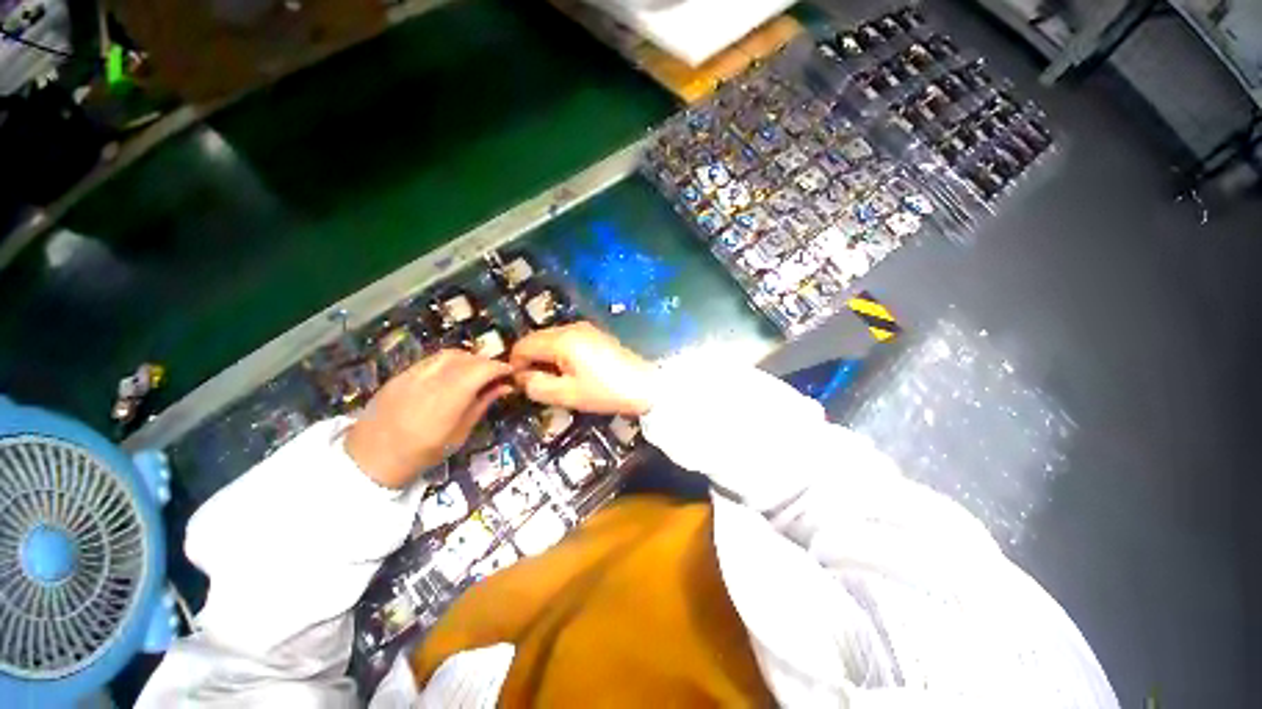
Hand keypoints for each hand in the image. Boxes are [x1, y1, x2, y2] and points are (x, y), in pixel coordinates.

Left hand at [345, 350, 512, 488]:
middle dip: (487, 362)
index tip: (511, 373)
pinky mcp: (401, 374)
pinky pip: (432, 359)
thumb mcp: (459, 434)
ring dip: (469, 359)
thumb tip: (505, 387)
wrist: (370, 458)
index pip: (482, 369)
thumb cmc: (422, 453)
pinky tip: (452, 374)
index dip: (500, 367)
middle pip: (468, 358)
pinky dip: (450, 361)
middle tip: (496, 375)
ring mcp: (413, 374)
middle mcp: (431, 379)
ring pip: (449, 354)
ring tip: (475, 373)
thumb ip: (482, 405)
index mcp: (449, 397)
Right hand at [510, 322, 656, 415]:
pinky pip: (567, 340)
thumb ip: (537, 386)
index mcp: (562, 340)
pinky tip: (571, 371)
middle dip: (531, 360)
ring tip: (555, 380)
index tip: (519, 384)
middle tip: (537, 385)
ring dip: (546, 357)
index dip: (515, 364)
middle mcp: (571, 327)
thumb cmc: (605, 391)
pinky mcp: (595, 334)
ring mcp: (585, 328)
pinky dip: (560, 354)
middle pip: (537, 339)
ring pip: (551, 339)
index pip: (524, 345)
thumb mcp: (567, 395)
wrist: (645, 385)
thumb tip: (522, 377)